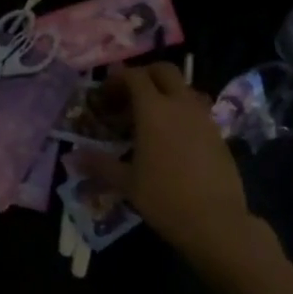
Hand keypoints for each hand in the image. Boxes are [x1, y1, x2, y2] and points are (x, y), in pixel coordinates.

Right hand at [78, 63, 268, 266]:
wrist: (217, 223)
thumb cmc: (164, 198)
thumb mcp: (126, 182)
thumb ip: (99, 164)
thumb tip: (73, 156)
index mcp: (154, 109)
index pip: (134, 76)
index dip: (116, 80)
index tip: (104, 96)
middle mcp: (180, 105)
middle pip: (164, 70)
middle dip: (144, 75)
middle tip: (129, 96)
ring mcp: (203, 117)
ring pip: (184, 88)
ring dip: (166, 92)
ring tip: (151, 117)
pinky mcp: (219, 134)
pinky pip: (197, 109)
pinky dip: (182, 112)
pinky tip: (173, 138)